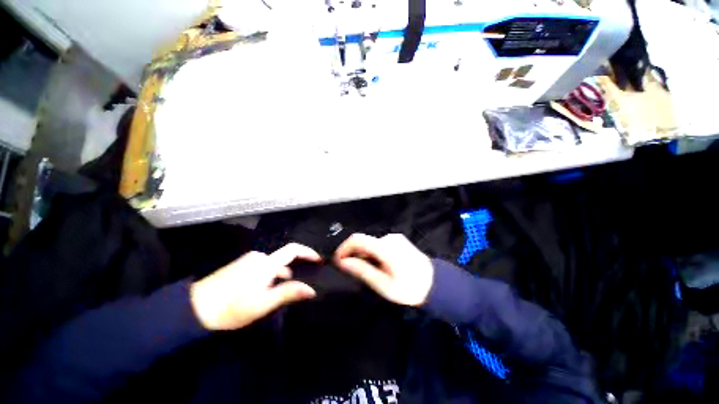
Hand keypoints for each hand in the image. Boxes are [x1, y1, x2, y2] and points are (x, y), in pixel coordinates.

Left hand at [190, 243, 320, 330]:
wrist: (193, 309)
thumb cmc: (232, 307)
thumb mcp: (263, 303)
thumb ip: (289, 293)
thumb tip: (311, 289)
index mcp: (266, 263)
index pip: (293, 249)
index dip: (308, 252)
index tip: (319, 259)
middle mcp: (259, 256)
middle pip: (284, 257)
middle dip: (296, 266)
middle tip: (304, 280)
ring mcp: (248, 260)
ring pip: (273, 264)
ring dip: (283, 273)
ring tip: (286, 289)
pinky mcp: (240, 266)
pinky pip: (263, 266)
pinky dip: (271, 274)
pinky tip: (267, 289)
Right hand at [334, 233, 433, 306]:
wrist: (436, 284)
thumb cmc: (409, 288)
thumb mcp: (384, 284)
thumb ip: (363, 270)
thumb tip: (343, 262)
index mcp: (384, 248)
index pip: (357, 239)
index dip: (344, 248)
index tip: (337, 261)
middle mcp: (388, 238)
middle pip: (364, 242)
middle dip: (354, 254)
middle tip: (352, 272)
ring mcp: (395, 238)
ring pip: (371, 244)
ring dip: (364, 255)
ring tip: (367, 272)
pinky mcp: (398, 240)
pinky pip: (379, 244)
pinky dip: (373, 253)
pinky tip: (379, 266)